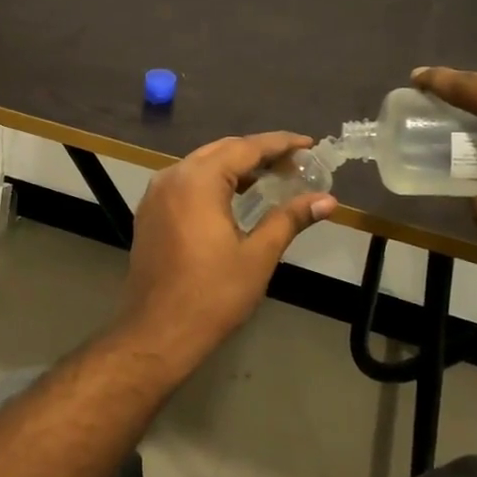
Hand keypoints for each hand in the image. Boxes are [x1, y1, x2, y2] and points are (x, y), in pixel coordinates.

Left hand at [116, 133, 337, 352]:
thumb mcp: (258, 256)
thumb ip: (290, 219)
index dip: (280, 144)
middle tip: (294, 164)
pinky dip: (213, 182)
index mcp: (198, 181)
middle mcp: (172, 177)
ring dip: (235, 167)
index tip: (308, 144)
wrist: (157, 332)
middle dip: (258, 153)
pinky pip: (186, 183)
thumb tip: (327, 200)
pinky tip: (235, 197)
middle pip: (221, 151)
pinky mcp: (150, 213)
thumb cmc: (212, 295)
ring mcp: (156, 194)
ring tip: (271, 177)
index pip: (245, 148)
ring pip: (201, 165)